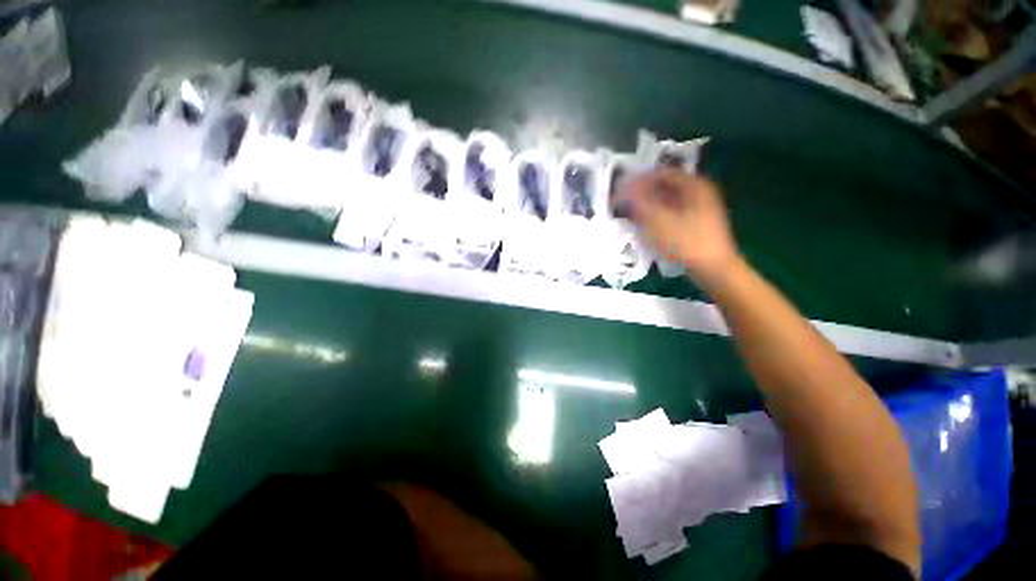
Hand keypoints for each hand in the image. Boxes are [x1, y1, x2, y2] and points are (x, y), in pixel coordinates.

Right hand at [620, 169, 740, 287]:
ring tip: (632, 215)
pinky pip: (673, 212)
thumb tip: (624, 187)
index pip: (661, 173)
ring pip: (669, 200)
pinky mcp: (697, 223)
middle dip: (644, 193)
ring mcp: (701, 208)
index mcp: (694, 185)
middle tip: (625, 203)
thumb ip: (639, 202)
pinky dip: (659, 215)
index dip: (640, 179)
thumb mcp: (658, 221)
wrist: (713, 268)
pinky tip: (647, 226)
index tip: (622, 190)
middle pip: (665, 186)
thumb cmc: (686, 242)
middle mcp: (699, 191)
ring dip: (650, 205)